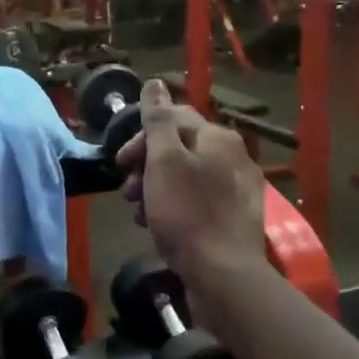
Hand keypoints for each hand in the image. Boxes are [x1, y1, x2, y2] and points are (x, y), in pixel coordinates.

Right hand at [116, 80, 265, 288]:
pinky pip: (197, 202)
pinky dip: (174, 208)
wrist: (223, 275)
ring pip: (185, 177)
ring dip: (155, 189)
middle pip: (179, 148)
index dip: (141, 137)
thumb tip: (155, 83)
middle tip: (128, 191)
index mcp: (218, 138)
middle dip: (146, 166)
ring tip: (138, 214)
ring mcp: (236, 189)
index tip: (121, 162)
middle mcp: (233, 157)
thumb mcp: (164, 161)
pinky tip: (159, 228)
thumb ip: (158, 121)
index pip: (174, 118)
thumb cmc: (187, 213)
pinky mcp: (234, 218)